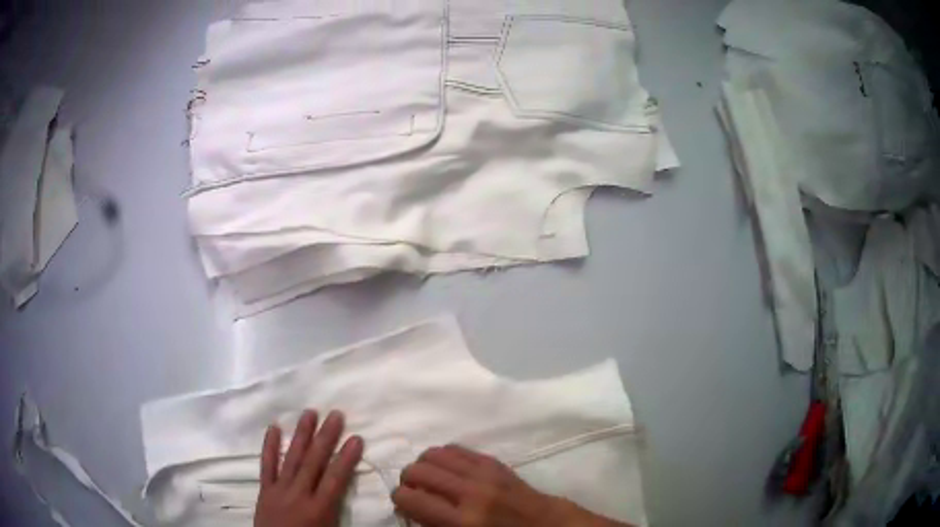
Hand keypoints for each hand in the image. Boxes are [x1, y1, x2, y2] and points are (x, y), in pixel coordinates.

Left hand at [254, 410, 363, 526]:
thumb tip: (358, 500)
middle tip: (335, 415)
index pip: (335, 479)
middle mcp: (299, 495)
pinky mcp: (265, 490)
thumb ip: (341, 514)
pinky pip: (266, 465)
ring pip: (292, 458)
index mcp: (319, 509)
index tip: (356, 438)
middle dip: (325, 437)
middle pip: (314, 462)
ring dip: (301, 435)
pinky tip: (273, 428)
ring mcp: (279, 490)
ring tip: (309, 413)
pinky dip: (269, 446)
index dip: (346, 458)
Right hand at [392, 445, 632, 526]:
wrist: (545, 525)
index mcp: (462, 521)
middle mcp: (470, 492)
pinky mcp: (494, 461)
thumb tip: (410, 509)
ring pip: (433, 453)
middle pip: (417, 470)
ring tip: (429, 479)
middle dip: (407, 480)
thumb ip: (434, 526)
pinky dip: (444, 457)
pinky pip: (456, 448)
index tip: (405, 506)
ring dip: (423, 465)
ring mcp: (483, 473)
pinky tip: (448, 470)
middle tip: (415, 492)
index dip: (399, 500)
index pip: (409, 498)